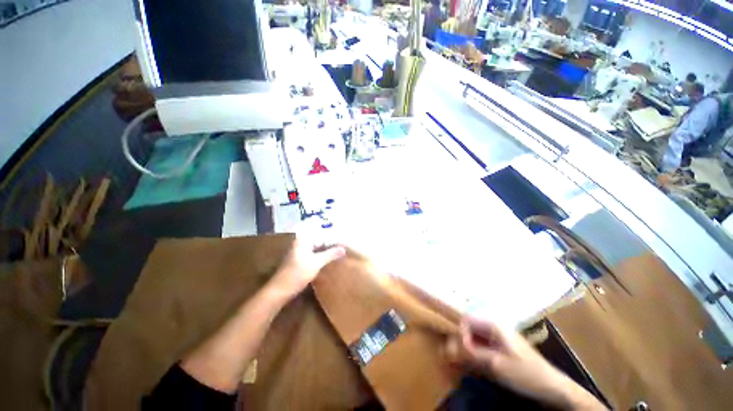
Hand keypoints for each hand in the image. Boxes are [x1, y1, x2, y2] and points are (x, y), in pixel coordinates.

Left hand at [269, 238, 345, 298]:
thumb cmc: (298, 273)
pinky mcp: (299, 259)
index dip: (332, 236)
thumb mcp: (317, 263)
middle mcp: (300, 242)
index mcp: (303, 240)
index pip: (321, 233)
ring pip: (316, 247)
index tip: (343, 240)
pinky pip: (313, 253)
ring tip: (338, 252)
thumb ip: (330, 254)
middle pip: (318, 239)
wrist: (280, 290)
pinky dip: (320, 255)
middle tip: (343, 246)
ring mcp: (299, 251)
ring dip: (326, 250)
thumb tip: (344, 248)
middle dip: (330, 243)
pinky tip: (328, 259)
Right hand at [445, 318, 604, 409]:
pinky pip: (484, 345)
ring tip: (465, 362)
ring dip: (469, 348)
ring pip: (476, 336)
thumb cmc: (524, 372)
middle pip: (471, 328)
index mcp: (494, 325)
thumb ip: (471, 353)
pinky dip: (477, 353)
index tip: (458, 350)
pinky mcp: (503, 347)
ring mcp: (500, 337)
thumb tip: (449, 346)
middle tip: (457, 357)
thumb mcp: (496, 364)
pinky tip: (477, 364)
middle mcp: (495, 326)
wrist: (552, 386)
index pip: (467, 321)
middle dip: (462, 341)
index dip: (460, 334)